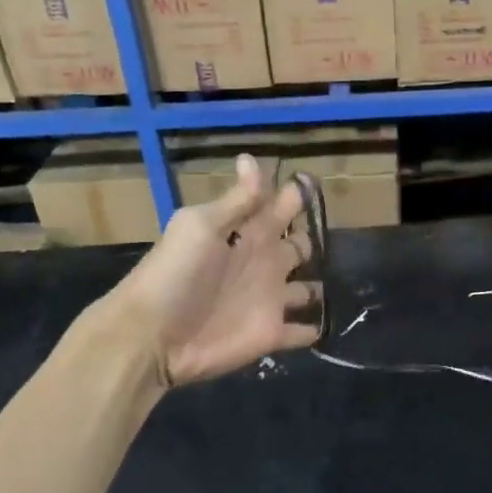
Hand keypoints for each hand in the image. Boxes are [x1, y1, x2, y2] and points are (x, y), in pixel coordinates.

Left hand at [109, 155, 321, 386]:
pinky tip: (325, 325)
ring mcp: (270, 300)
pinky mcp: (271, 334)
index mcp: (247, 233)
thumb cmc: (175, 273)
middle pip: (298, 247)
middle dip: (312, 241)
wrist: (152, 335)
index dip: (295, 195)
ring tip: (339, 282)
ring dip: (318, 287)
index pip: (278, 207)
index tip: (314, 183)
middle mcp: (263, 263)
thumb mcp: (201, 226)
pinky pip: (301, 332)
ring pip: (305, 289)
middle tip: (328, 238)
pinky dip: (313, 329)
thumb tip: (251, 157)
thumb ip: (236, 200)